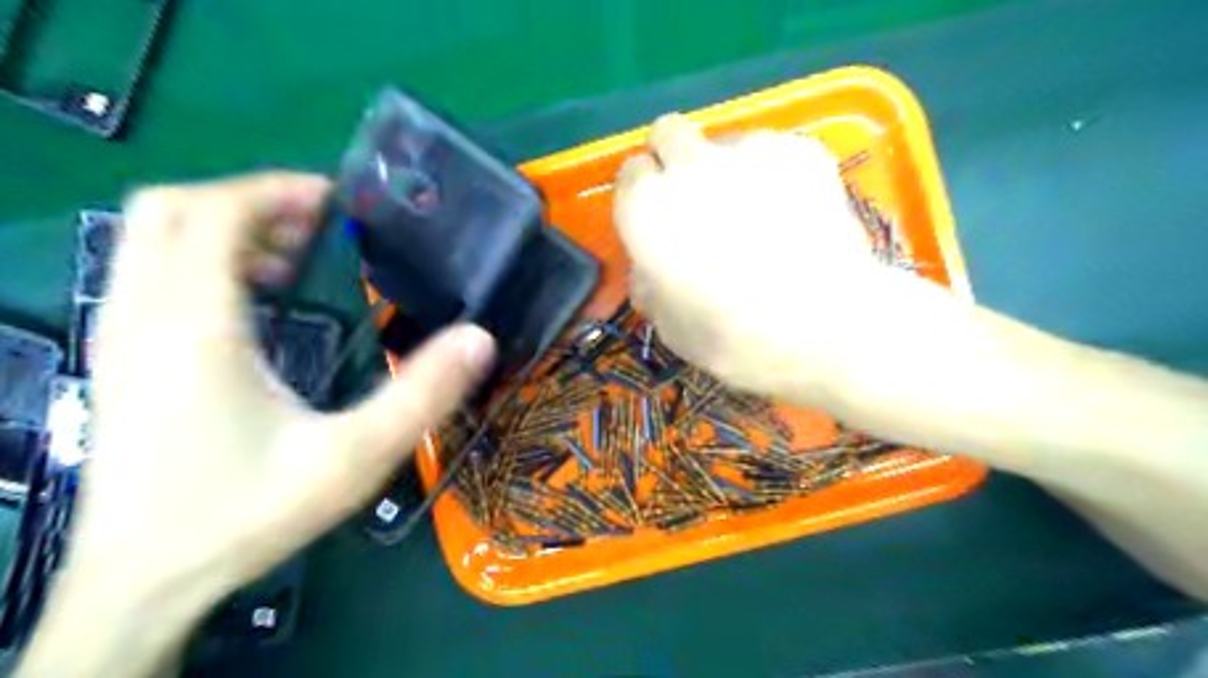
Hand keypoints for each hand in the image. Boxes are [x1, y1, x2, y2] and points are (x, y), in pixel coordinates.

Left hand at [18, 172, 489, 675]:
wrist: (144, 582)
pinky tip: (258, 307)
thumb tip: (480, 338)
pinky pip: (150, 275)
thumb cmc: (248, 512)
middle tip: (317, 225)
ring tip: (294, 260)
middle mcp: (142, 316)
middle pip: (169, 209)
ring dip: (225, 229)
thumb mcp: (355, 457)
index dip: (276, 190)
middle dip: (247, 200)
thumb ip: (423, 395)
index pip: (214, 213)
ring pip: (152, 240)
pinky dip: (203, 262)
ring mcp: (120, 337)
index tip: (339, 203)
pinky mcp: (121, 360)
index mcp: (194, 325)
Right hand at [614, 115, 942, 402]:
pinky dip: (773, 173)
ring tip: (756, 214)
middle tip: (697, 202)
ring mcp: (748, 149)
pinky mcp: (800, 149)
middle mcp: (689, 165)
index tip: (659, 220)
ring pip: (723, 140)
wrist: (825, 327)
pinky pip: (772, 150)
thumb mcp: (669, 326)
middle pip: (668, 132)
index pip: (630, 173)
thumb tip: (648, 267)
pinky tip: (793, 212)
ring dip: (725, 168)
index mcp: (646, 207)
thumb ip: (648, 284)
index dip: (643, 196)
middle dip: (674, 159)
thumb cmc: (735, 337)